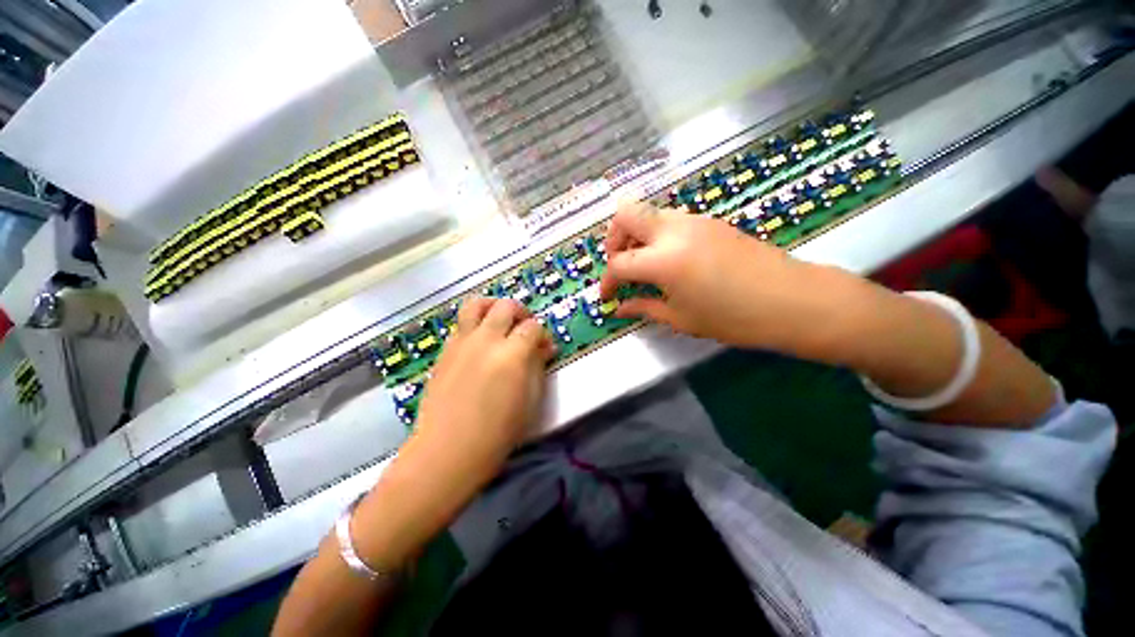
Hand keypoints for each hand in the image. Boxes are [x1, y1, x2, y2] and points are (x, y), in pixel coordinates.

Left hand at [412, 297, 554, 477]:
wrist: (447, 450)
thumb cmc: (497, 433)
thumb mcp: (530, 401)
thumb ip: (538, 367)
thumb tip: (544, 348)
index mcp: (512, 355)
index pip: (533, 326)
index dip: (542, 334)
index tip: (544, 347)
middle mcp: (486, 340)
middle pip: (506, 306)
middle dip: (521, 312)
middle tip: (524, 328)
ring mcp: (461, 343)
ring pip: (476, 304)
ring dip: (492, 306)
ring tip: (499, 320)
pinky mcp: (445, 351)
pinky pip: (460, 324)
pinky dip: (474, 324)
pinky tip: (479, 342)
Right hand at [599, 202, 862, 357]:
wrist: (791, 300)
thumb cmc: (733, 318)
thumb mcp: (681, 318)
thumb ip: (644, 308)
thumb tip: (620, 308)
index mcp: (663, 260)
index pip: (618, 263)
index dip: (607, 281)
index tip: (608, 296)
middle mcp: (673, 230)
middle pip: (625, 214)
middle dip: (614, 239)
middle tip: (621, 264)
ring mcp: (693, 220)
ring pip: (648, 213)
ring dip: (636, 235)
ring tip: (644, 264)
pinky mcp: (709, 221)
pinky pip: (670, 220)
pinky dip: (658, 235)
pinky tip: (670, 260)